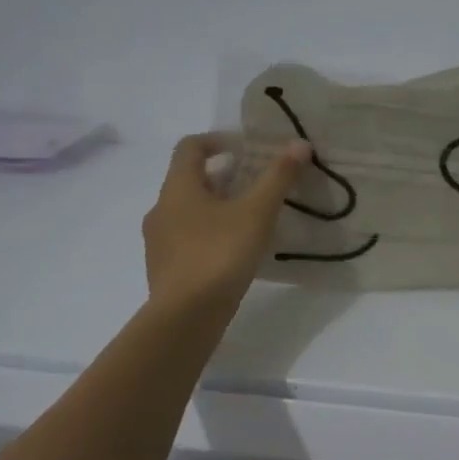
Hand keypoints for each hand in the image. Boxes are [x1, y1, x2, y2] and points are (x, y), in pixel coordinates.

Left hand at [143, 135, 310, 310]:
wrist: (185, 318)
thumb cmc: (219, 254)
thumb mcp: (257, 213)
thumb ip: (278, 177)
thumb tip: (299, 144)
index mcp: (178, 188)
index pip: (190, 147)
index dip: (218, 140)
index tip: (246, 149)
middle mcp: (161, 209)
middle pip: (189, 180)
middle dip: (223, 177)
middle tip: (256, 184)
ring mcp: (159, 242)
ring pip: (188, 212)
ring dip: (216, 207)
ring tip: (250, 219)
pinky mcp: (164, 270)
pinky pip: (187, 240)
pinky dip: (209, 235)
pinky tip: (235, 252)